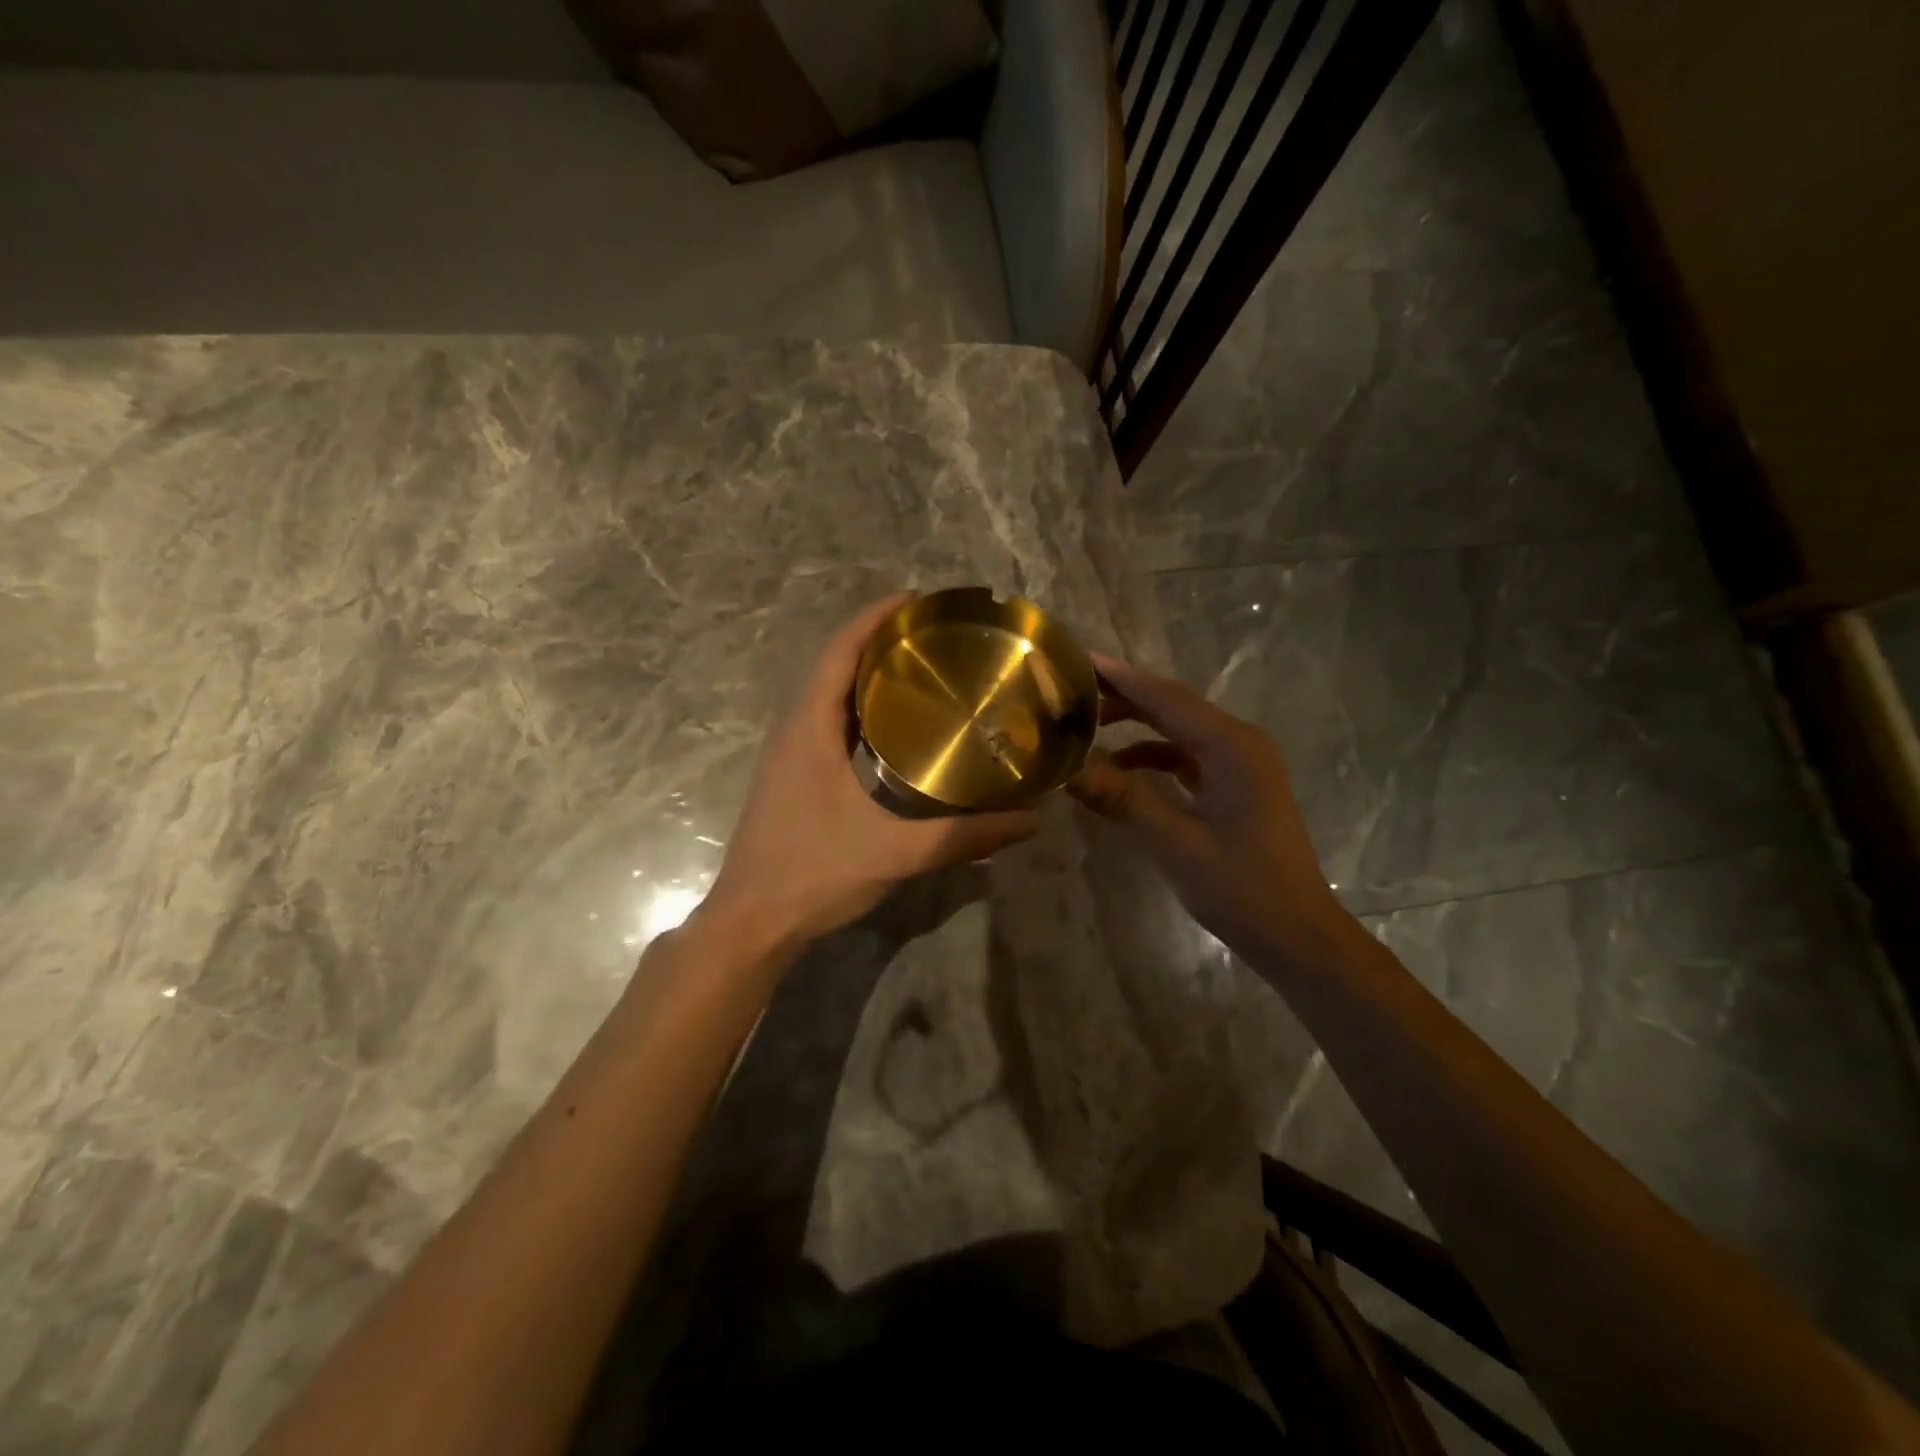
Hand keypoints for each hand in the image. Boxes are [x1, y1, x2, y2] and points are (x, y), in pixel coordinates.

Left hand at [702, 594, 1038, 951]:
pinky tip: (893, 728)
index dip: (874, 618)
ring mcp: (789, 754)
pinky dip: (858, 708)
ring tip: (920, 669)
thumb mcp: (897, 853)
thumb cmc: (815, 875)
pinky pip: (826, 722)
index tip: (916, 600)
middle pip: (834, 664)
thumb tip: (1029, 821)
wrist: (751, 921)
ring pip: (828, 694)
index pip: (839, 652)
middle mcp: (794, 729)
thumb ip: (965, 837)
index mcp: (810, 729)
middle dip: (878, 640)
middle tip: (933, 636)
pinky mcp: (792, 776)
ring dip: (866, 673)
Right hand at [1069, 653, 1348, 965]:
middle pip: (1172, 707)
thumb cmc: (1242, 888)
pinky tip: (1120, 769)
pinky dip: (1152, 757)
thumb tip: (1069, 770)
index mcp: (1231, 747)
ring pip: (1178, 731)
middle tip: (1073, 692)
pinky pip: (1186, 757)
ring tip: (1087, 727)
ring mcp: (1239, 765)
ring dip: (1136, 727)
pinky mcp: (1234, 786)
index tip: (1079, 659)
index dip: (1121, 678)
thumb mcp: (1176, 843)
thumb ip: (1124, 800)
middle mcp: (1238, 743)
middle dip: (1123, 698)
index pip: (1167, 698)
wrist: (1297, 934)